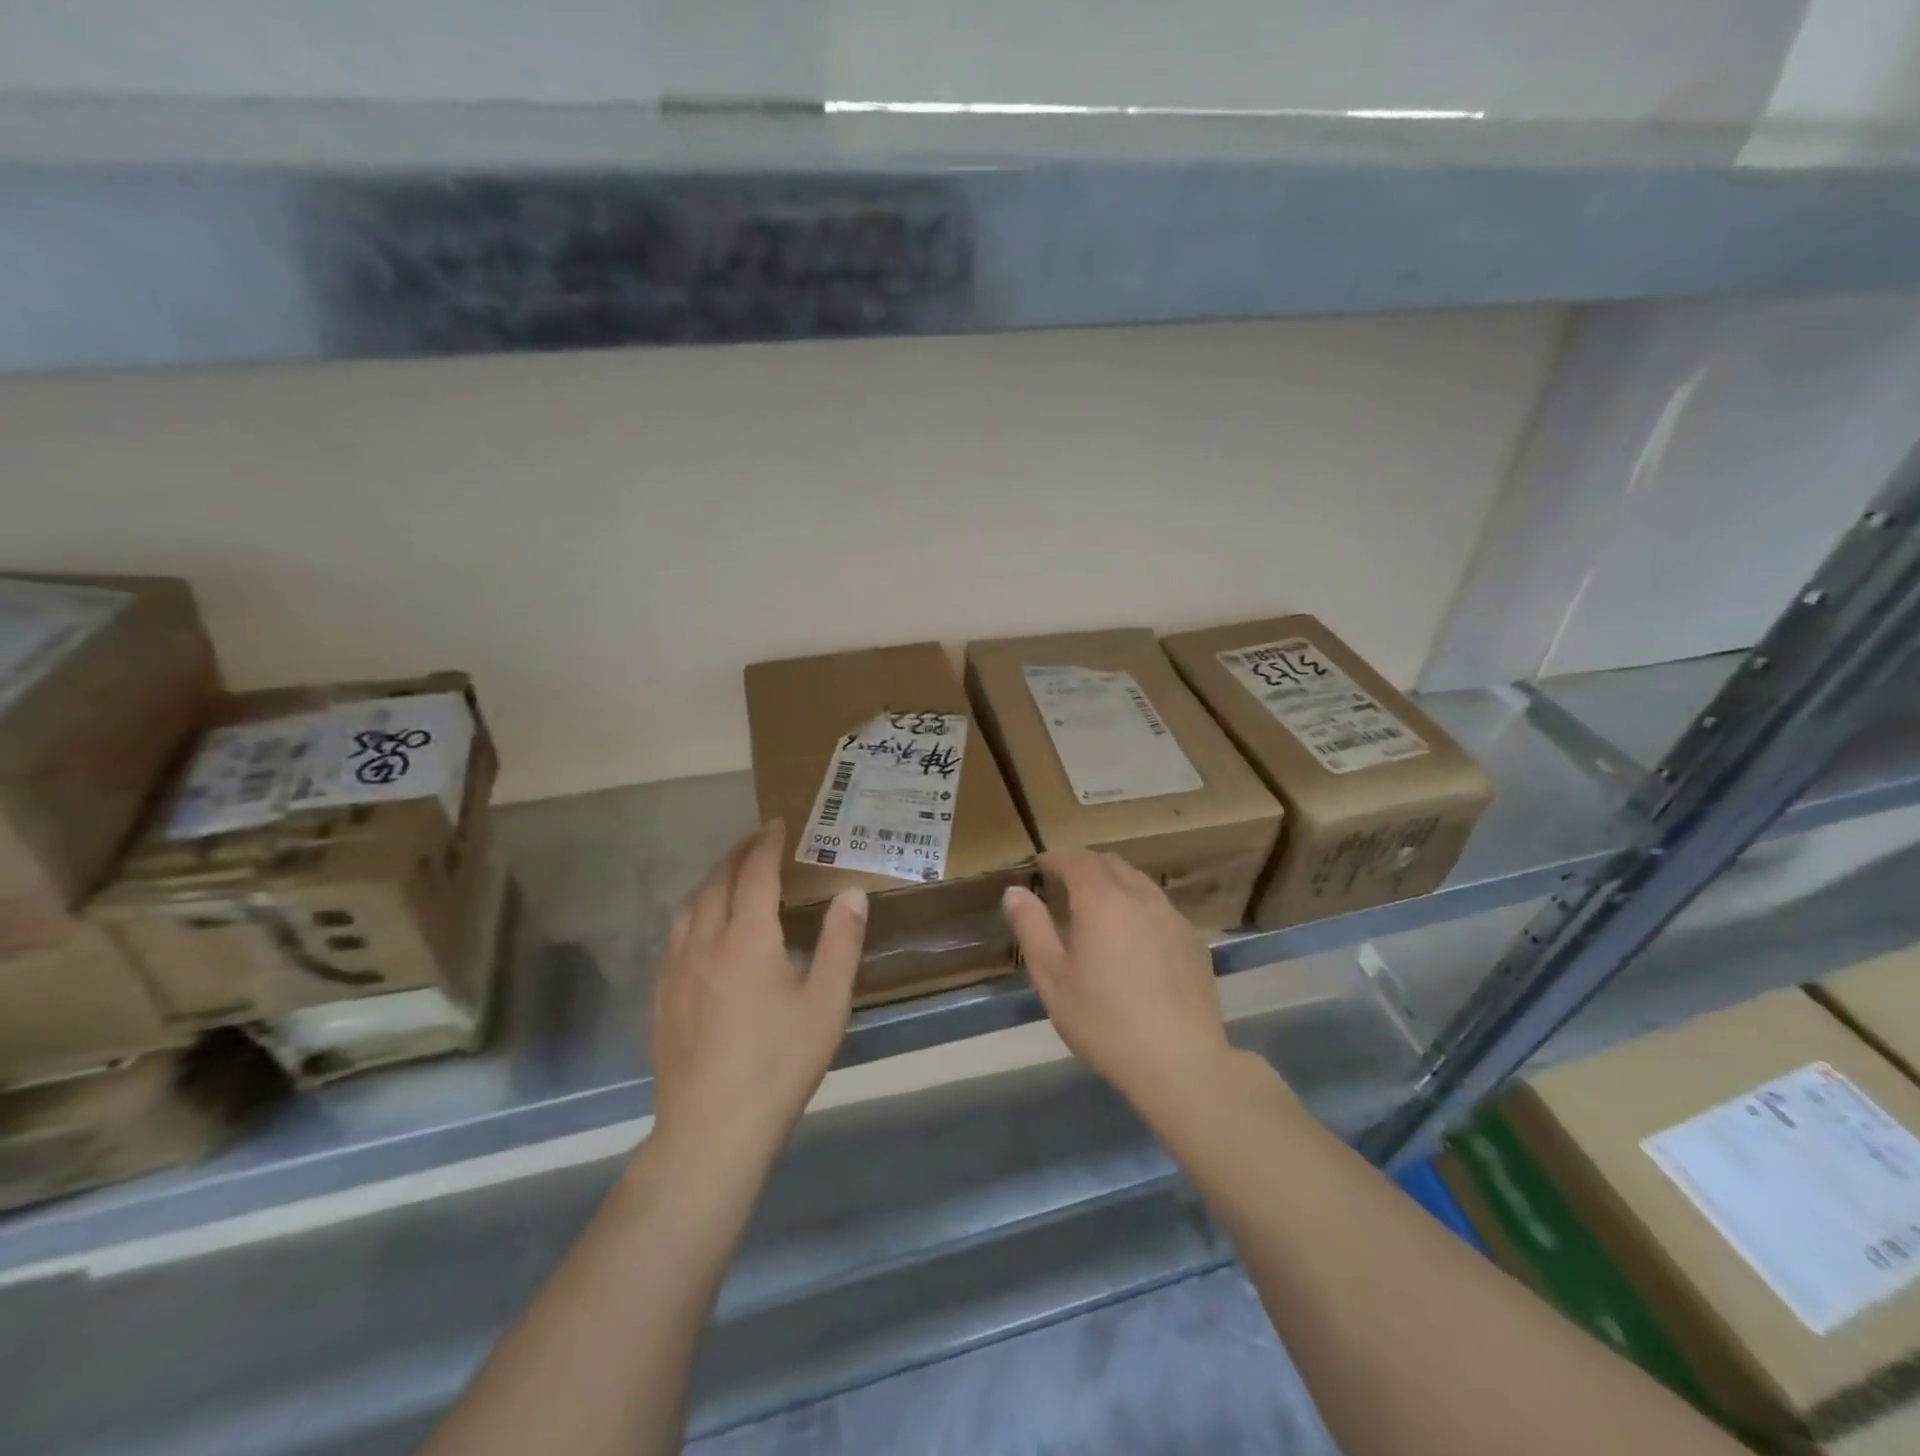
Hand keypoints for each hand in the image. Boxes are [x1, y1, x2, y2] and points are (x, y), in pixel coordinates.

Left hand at [650, 819, 866, 1171]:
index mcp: (747, 938)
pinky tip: (699, 928)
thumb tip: (851, 893)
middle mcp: (705, 942)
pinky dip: (692, 911)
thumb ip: (841, 943)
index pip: (754, 873)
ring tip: (729, 874)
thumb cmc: (778, 1063)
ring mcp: (676, 970)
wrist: (711, 1131)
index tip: (777, 824)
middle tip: (757, 839)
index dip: (766, 844)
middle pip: (717, 882)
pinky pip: (674, 935)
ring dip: (711, 879)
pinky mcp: (662, 998)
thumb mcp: (826, 1004)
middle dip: (737, 854)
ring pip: (689, 906)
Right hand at [1003, 849, 1234, 1119]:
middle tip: (1064, 884)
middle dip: (1084, 865)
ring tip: (1097, 907)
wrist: (1181, 1062)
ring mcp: (1172, 917)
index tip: (1040, 866)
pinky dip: (1137, 905)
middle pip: (1110, 864)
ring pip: (1138, 881)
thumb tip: (1015, 892)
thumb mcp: (1052, 978)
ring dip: (1113, 882)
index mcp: (1102, 901)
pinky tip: (1132, 937)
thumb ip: (1032, 928)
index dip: (1056, 858)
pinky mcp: (1193, 940)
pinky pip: (1159, 906)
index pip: (1076, 860)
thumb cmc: (1104, 1021)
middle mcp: (1140, 897)